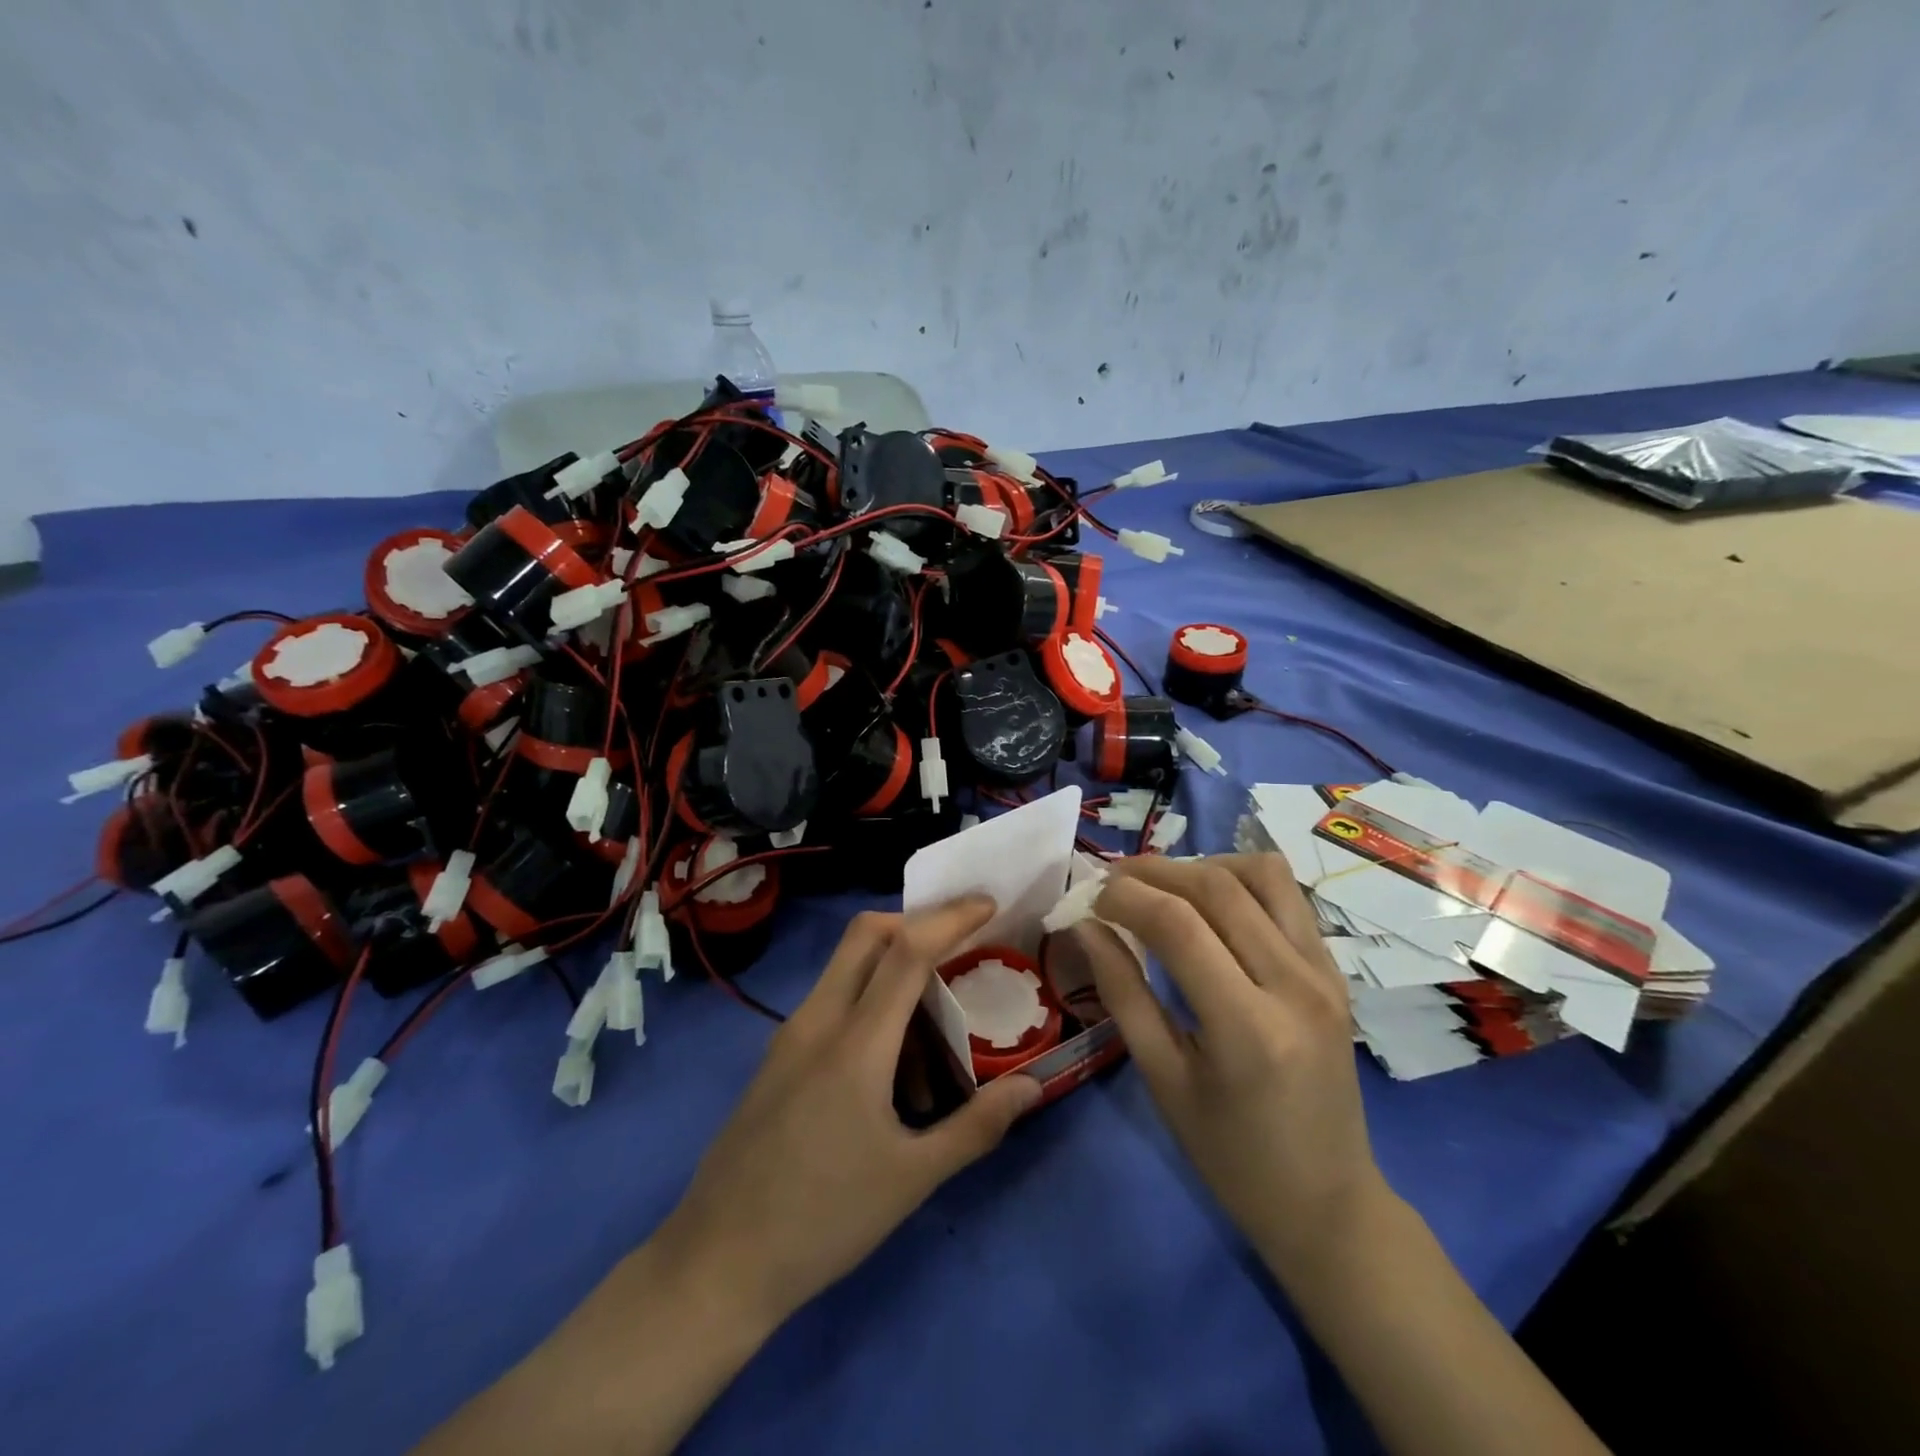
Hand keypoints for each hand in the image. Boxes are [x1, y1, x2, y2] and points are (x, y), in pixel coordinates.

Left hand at [653, 897, 1042, 1332]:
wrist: (716, 1263)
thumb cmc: (822, 1220)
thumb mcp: (911, 1179)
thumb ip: (977, 1126)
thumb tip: (1032, 1085)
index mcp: (855, 1043)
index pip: (906, 951)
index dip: (949, 918)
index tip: (987, 904)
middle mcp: (818, 1021)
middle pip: (865, 935)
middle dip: (915, 921)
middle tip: (960, 942)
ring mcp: (790, 1036)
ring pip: (845, 964)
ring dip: (892, 963)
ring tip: (933, 1019)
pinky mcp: (777, 1056)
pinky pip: (830, 999)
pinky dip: (868, 996)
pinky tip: (890, 1058)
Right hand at [1064, 854, 1384, 1280]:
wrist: (1329, 1204)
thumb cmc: (1232, 1157)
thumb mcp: (1163, 1080)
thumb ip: (1123, 993)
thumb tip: (1086, 926)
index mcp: (1249, 1027)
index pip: (1178, 926)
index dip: (1126, 897)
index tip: (1090, 899)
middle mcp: (1296, 985)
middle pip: (1218, 887)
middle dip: (1154, 871)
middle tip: (1113, 882)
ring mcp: (1325, 973)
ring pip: (1261, 874)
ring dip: (1203, 866)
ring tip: (1164, 889)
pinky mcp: (1335, 971)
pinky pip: (1287, 897)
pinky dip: (1240, 883)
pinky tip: (1210, 907)